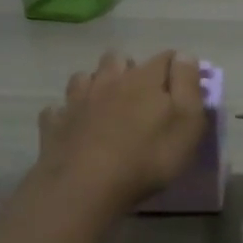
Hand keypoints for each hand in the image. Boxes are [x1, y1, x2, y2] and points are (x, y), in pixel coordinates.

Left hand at [36, 50, 207, 209]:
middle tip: (139, 94)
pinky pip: (57, 110)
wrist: (86, 187)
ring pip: (84, 77)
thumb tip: (185, 55)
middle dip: (129, 68)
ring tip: (104, 104)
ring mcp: (77, 101)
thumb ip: (188, 85)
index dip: (177, 66)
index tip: (183, 83)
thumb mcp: (187, 122)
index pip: (166, 57)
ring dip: (95, 84)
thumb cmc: (148, 157)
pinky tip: (73, 126)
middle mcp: (108, 80)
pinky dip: (66, 113)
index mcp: (144, 79)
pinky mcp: (54, 125)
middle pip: (117, 59)